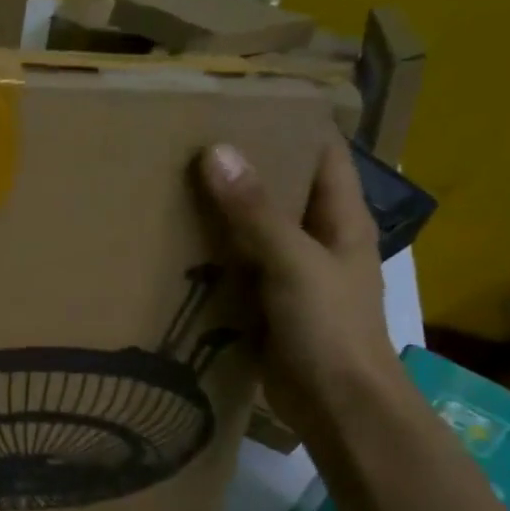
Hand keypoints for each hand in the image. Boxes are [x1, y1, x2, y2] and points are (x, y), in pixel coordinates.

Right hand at [195, 139, 401, 434]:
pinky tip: (171, 245)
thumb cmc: (330, 328)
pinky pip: (233, 269)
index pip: (322, 154)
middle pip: (280, 190)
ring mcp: (289, 274)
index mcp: (341, 219)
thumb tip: (215, 151)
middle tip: (186, 143)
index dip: (291, 125)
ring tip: (168, 185)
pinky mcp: (263, 305)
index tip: (241, 103)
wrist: (337, 408)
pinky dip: (208, 256)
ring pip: (251, 231)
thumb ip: (254, 212)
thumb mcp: (294, 263)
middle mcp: (316, 239)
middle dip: (242, 167)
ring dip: (218, 213)